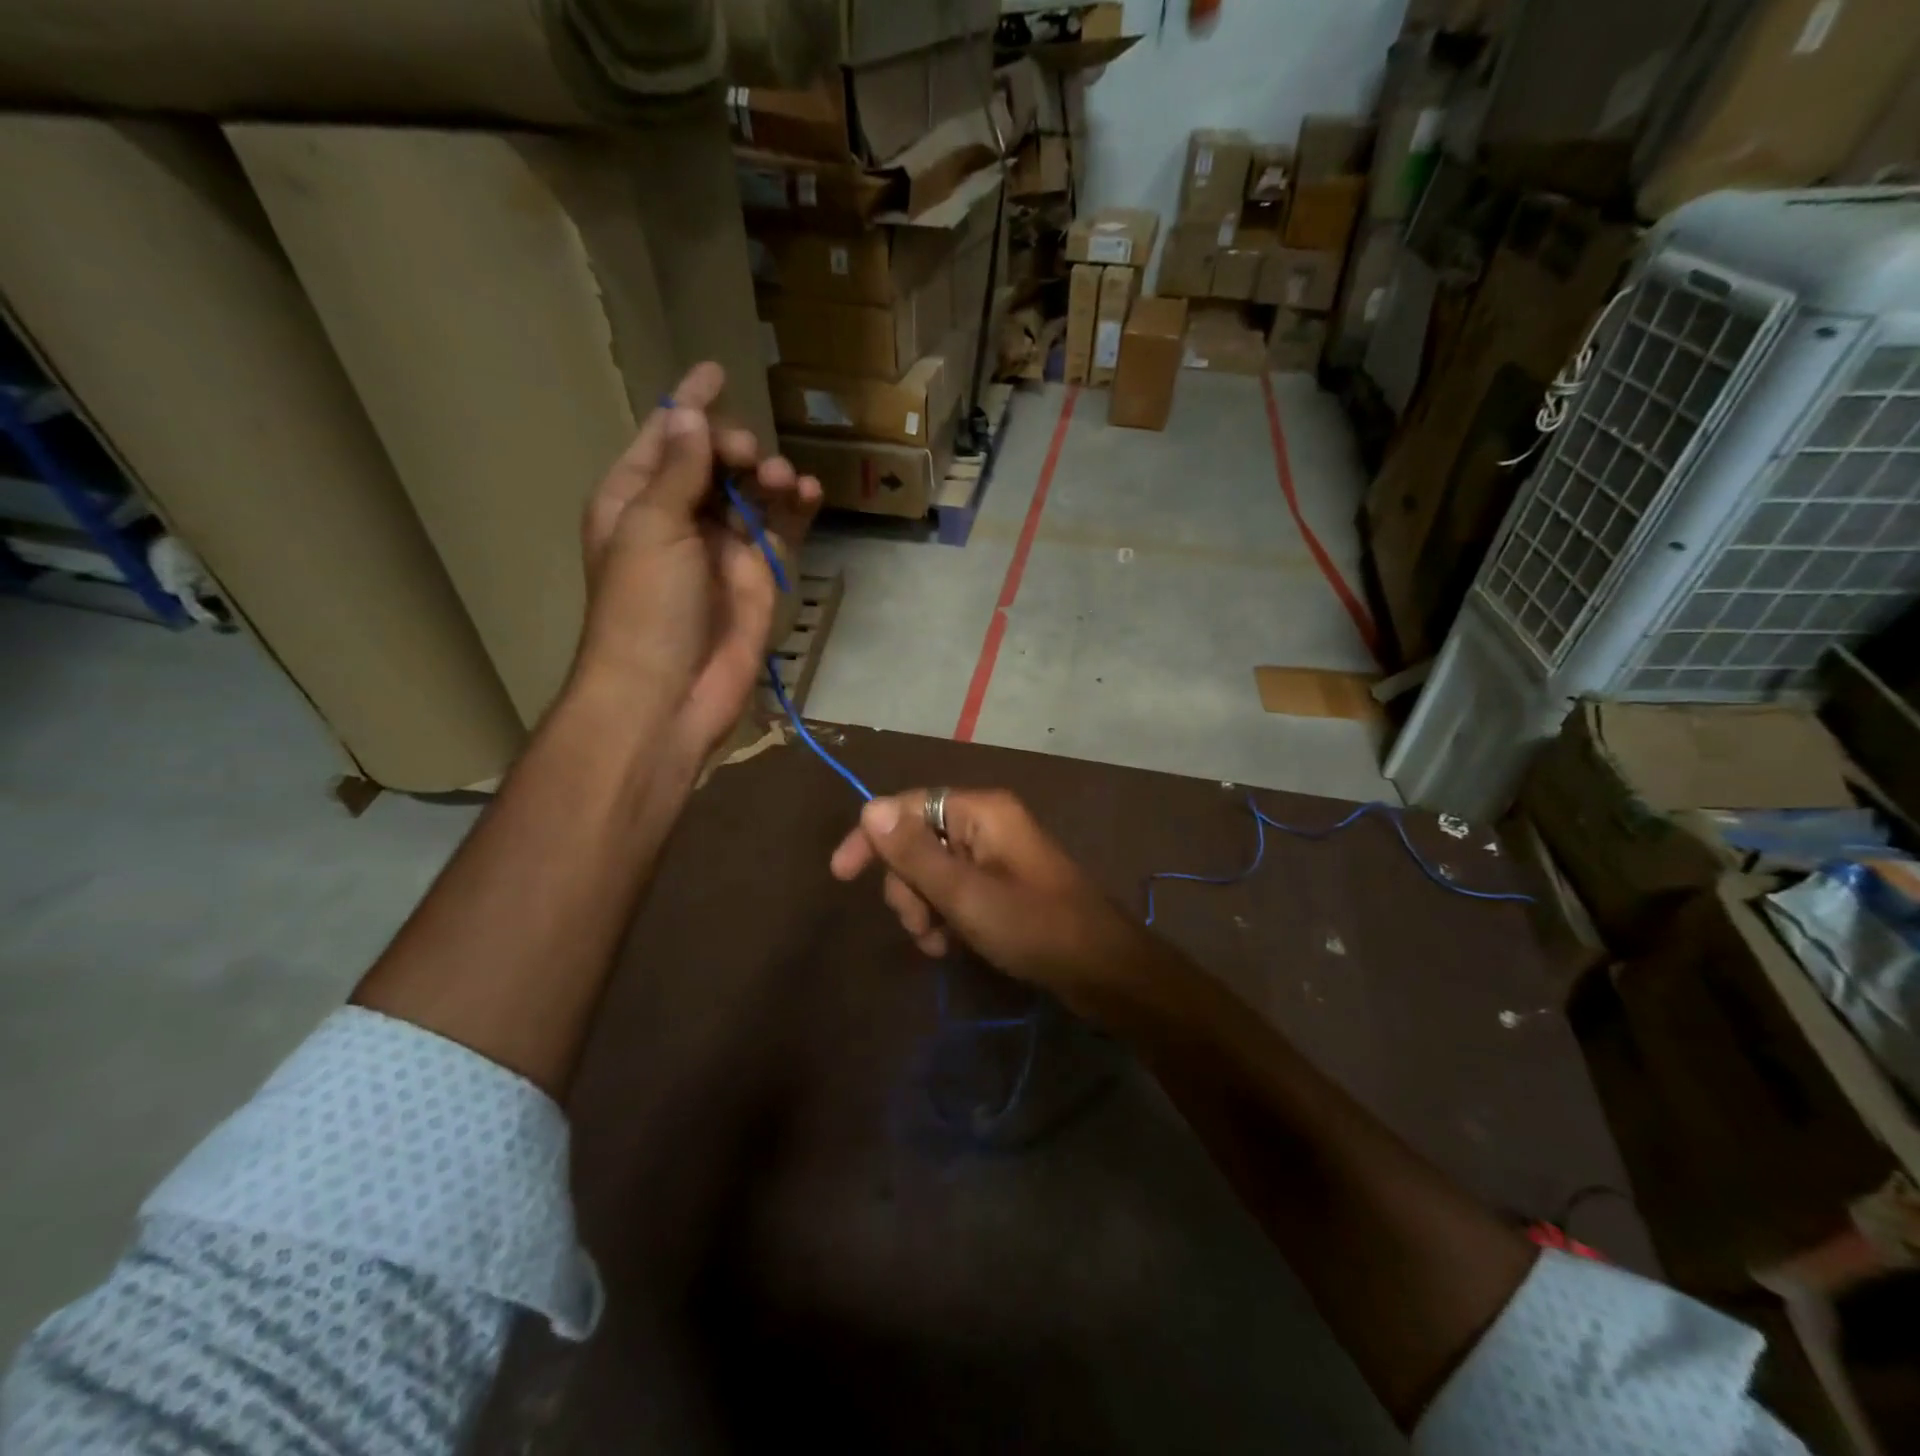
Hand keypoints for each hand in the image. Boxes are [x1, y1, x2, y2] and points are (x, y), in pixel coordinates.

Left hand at [574, 363, 819, 760]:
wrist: (669, 693)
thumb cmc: (645, 607)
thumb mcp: (652, 527)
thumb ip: (677, 470)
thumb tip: (688, 414)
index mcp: (634, 500)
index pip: (664, 439)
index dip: (688, 405)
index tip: (716, 370)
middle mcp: (677, 519)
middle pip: (712, 462)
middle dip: (735, 447)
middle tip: (749, 457)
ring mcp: (720, 549)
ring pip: (751, 494)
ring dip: (769, 477)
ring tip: (782, 480)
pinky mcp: (757, 577)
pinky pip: (780, 531)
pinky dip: (795, 510)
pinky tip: (809, 494)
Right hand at [829, 788, 1150, 1014]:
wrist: (1101, 969)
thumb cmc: (1032, 926)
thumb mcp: (964, 894)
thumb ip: (913, 853)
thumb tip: (870, 807)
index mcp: (980, 811)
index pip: (907, 807)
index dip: (872, 837)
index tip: (841, 875)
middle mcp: (986, 823)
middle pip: (917, 842)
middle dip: (908, 886)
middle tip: (921, 925)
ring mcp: (995, 854)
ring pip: (932, 871)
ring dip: (924, 908)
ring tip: (940, 943)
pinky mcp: (1001, 883)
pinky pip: (955, 889)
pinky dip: (945, 915)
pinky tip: (951, 946)